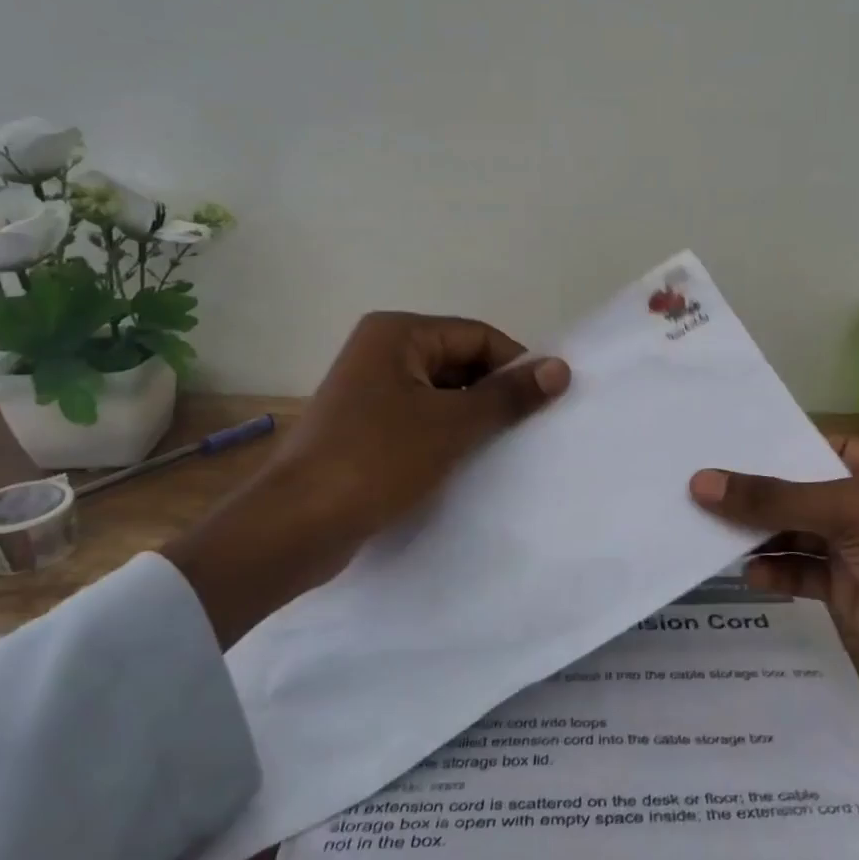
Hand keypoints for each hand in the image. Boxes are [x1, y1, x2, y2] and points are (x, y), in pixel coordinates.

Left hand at [165, 313, 569, 645]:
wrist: (297, 525)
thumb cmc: (377, 460)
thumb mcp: (452, 425)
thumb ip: (508, 395)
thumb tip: (561, 368)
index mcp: (397, 334)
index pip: (477, 336)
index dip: (516, 366)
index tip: (547, 403)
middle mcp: (381, 352)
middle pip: (460, 362)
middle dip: (495, 393)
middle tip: (529, 429)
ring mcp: (370, 391)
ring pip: (442, 394)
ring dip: (474, 417)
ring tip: (504, 449)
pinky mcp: (366, 428)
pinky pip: (421, 419)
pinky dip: (448, 435)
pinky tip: (468, 462)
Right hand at [689, 435, 858, 721]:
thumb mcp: (851, 511)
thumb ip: (775, 498)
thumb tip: (700, 483)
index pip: (808, 445)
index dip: (762, 447)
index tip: (707, 447)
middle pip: (794, 491)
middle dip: (750, 495)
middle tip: (689, 491)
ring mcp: (856, 549)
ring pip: (793, 533)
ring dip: (756, 535)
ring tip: (703, 533)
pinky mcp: (848, 592)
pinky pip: (800, 573)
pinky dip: (774, 572)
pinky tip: (748, 575)